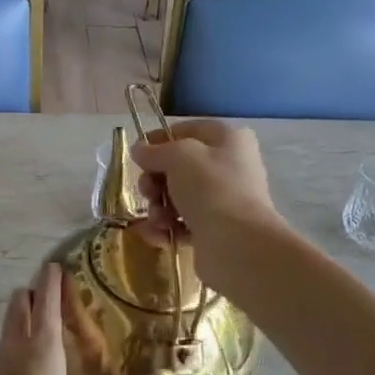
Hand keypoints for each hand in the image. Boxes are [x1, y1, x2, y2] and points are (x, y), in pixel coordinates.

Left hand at [0, 264, 148, 374]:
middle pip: (19, 304)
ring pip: (7, 325)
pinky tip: (28, 364)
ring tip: (45, 322)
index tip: (56, 263)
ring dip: (22, 315)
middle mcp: (15, 349)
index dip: (51, 280)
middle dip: (34, 292)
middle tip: (56, 292)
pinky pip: (1, 349)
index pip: (46, 302)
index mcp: (42, 351)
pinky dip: (14, 340)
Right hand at [130, 119, 285, 263]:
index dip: (159, 140)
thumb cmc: (211, 187)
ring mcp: (223, 200)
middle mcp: (229, 167)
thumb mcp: (178, 157)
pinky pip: (182, 223)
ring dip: (158, 207)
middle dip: (155, 180)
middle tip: (149, 191)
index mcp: (228, 140)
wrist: (237, 244)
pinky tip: (159, 235)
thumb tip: (139, 150)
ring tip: (159, 219)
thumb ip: (155, 151)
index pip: (187, 131)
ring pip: (177, 197)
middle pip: (179, 167)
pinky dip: (166, 228)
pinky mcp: (215, 230)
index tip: (137, 154)